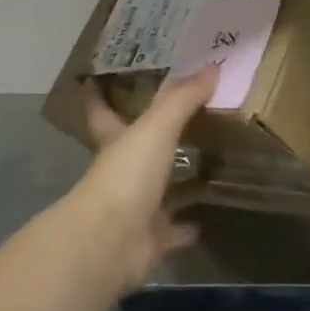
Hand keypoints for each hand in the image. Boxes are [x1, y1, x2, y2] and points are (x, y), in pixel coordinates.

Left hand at [68, 68, 214, 293]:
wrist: (111, 243)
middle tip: (190, 119)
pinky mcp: (152, 239)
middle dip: (158, 138)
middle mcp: (123, 172)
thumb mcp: (156, 127)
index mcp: (115, 141)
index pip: (103, 111)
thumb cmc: (127, 175)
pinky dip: (188, 225)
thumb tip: (212, 67)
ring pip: (162, 190)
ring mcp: (136, 208)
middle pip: (139, 150)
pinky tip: (209, 215)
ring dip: (180, 181)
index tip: (96, 79)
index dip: (99, 96)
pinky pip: (175, 229)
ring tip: (213, 164)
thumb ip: (182, 99)